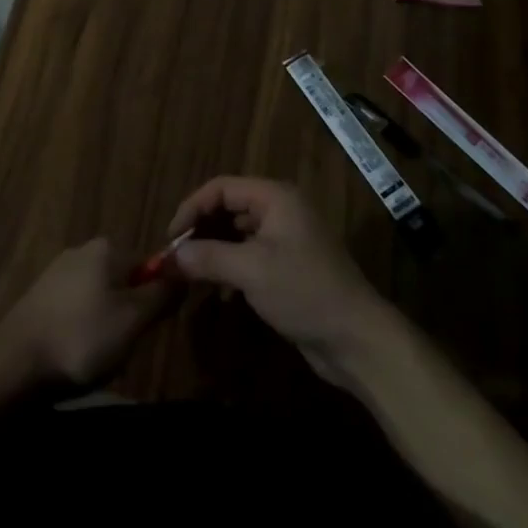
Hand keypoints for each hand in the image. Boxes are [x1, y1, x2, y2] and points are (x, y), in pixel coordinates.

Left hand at [0, 237, 172, 389]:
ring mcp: (57, 272)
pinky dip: (82, 332)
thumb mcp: (134, 319)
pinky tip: (75, 357)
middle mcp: (82, 250)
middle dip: (130, 315)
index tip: (150, 329)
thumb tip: (184, 272)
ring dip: (106, 327)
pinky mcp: (40, 297)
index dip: (157, 298)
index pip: (150, 265)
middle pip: (124, 282)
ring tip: (99, 358)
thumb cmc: (82, 338)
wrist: (13, 364)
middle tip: (125, 348)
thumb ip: (163, 294)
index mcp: (108, 248)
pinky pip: (76, 311)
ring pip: (100, 299)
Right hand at [167, 176, 390, 386]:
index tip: (170, 238)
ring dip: (213, 251)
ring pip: (237, 235)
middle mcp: (281, 210)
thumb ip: (207, 258)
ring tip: (190, 274)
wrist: (357, 339)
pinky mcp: (289, 267)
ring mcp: (286, 239)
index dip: (192, 208)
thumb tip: (170, 256)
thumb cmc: (304, 291)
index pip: (221, 188)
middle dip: (200, 231)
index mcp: (275, 197)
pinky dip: (230, 268)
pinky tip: (218, 293)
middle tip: (175, 258)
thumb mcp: (251, 271)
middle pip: (229, 209)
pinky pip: (249, 257)